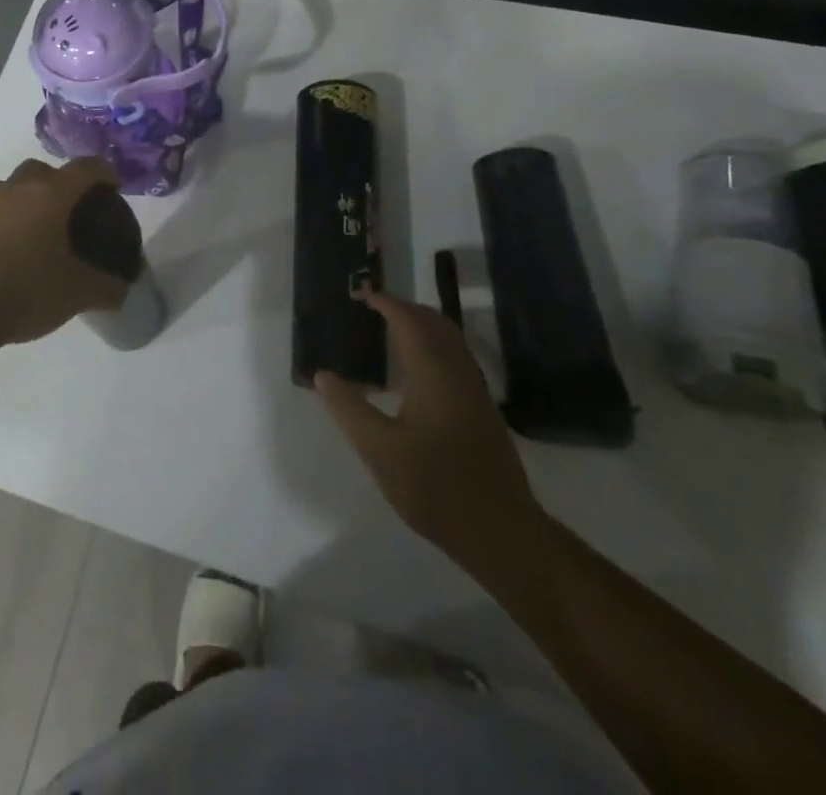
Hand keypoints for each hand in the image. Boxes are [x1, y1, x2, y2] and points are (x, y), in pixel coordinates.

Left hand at [0, 157, 132, 349]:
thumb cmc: (24, 291)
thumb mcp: (77, 294)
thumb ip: (107, 288)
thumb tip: (122, 289)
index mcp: (50, 195)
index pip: (85, 168)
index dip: (105, 172)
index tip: (115, 187)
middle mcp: (16, 189)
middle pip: (44, 170)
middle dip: (62, 182)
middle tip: (74, 211)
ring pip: (14, 188)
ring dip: (31, 199)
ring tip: (42, 232)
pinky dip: (9, 220)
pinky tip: (14, 252)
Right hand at [316, 291, 549, 585]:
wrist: (501, 531)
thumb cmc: (435, 487)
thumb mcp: (379, 450)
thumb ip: (349, 409)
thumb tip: (323, 375)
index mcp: (434, 373)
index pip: (408, 321)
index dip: (386, 302)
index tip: (361, 293)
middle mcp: (459, 372)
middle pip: (434, 323)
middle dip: (405, 308)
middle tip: (373, 307)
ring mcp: (475, 391)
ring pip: (450, 340)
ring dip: (421, 325)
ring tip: (388, 329)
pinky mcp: (481, 410)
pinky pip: (455, 357)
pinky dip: (432, 345)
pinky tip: (413, 370)